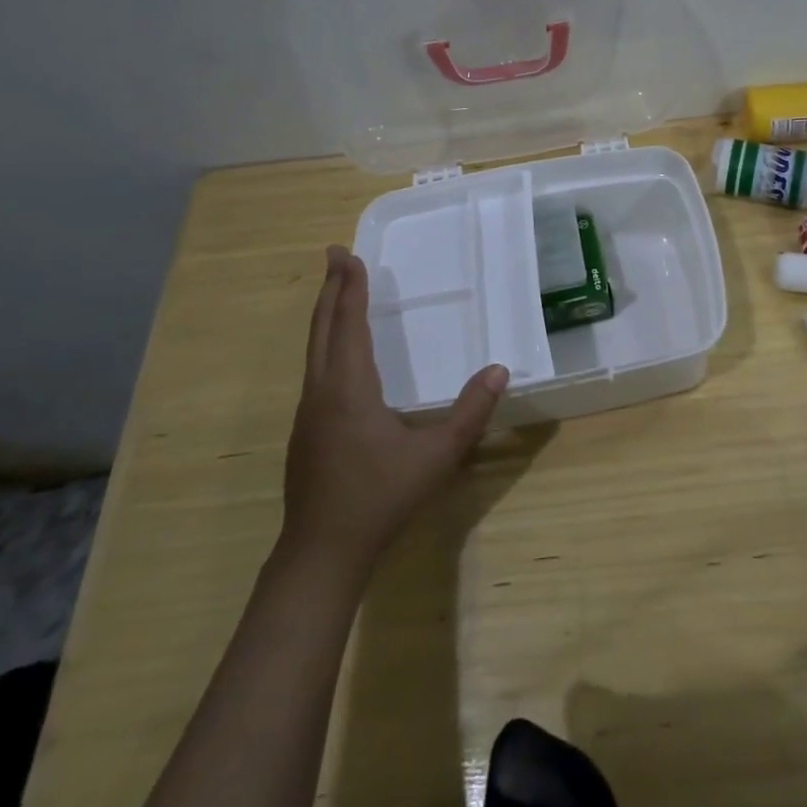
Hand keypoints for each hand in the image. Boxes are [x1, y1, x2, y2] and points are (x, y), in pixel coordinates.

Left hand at [276, 245, 508, 574]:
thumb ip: (471, 412)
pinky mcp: (306, 432)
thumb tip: (500, 370)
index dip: (350, 287)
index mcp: (348, 388)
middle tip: (334, 255)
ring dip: (327, 315)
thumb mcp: (436, 456)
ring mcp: (308, 413)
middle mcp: (322, 391)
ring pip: (315, 349)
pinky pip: (316, 370)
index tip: (347, 254)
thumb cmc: (380, 498)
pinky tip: (338, 354)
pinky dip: (326, 342)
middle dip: (331, 289)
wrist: (321, 553)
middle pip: (323, 328)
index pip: (348, 324)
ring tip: (338, 293)